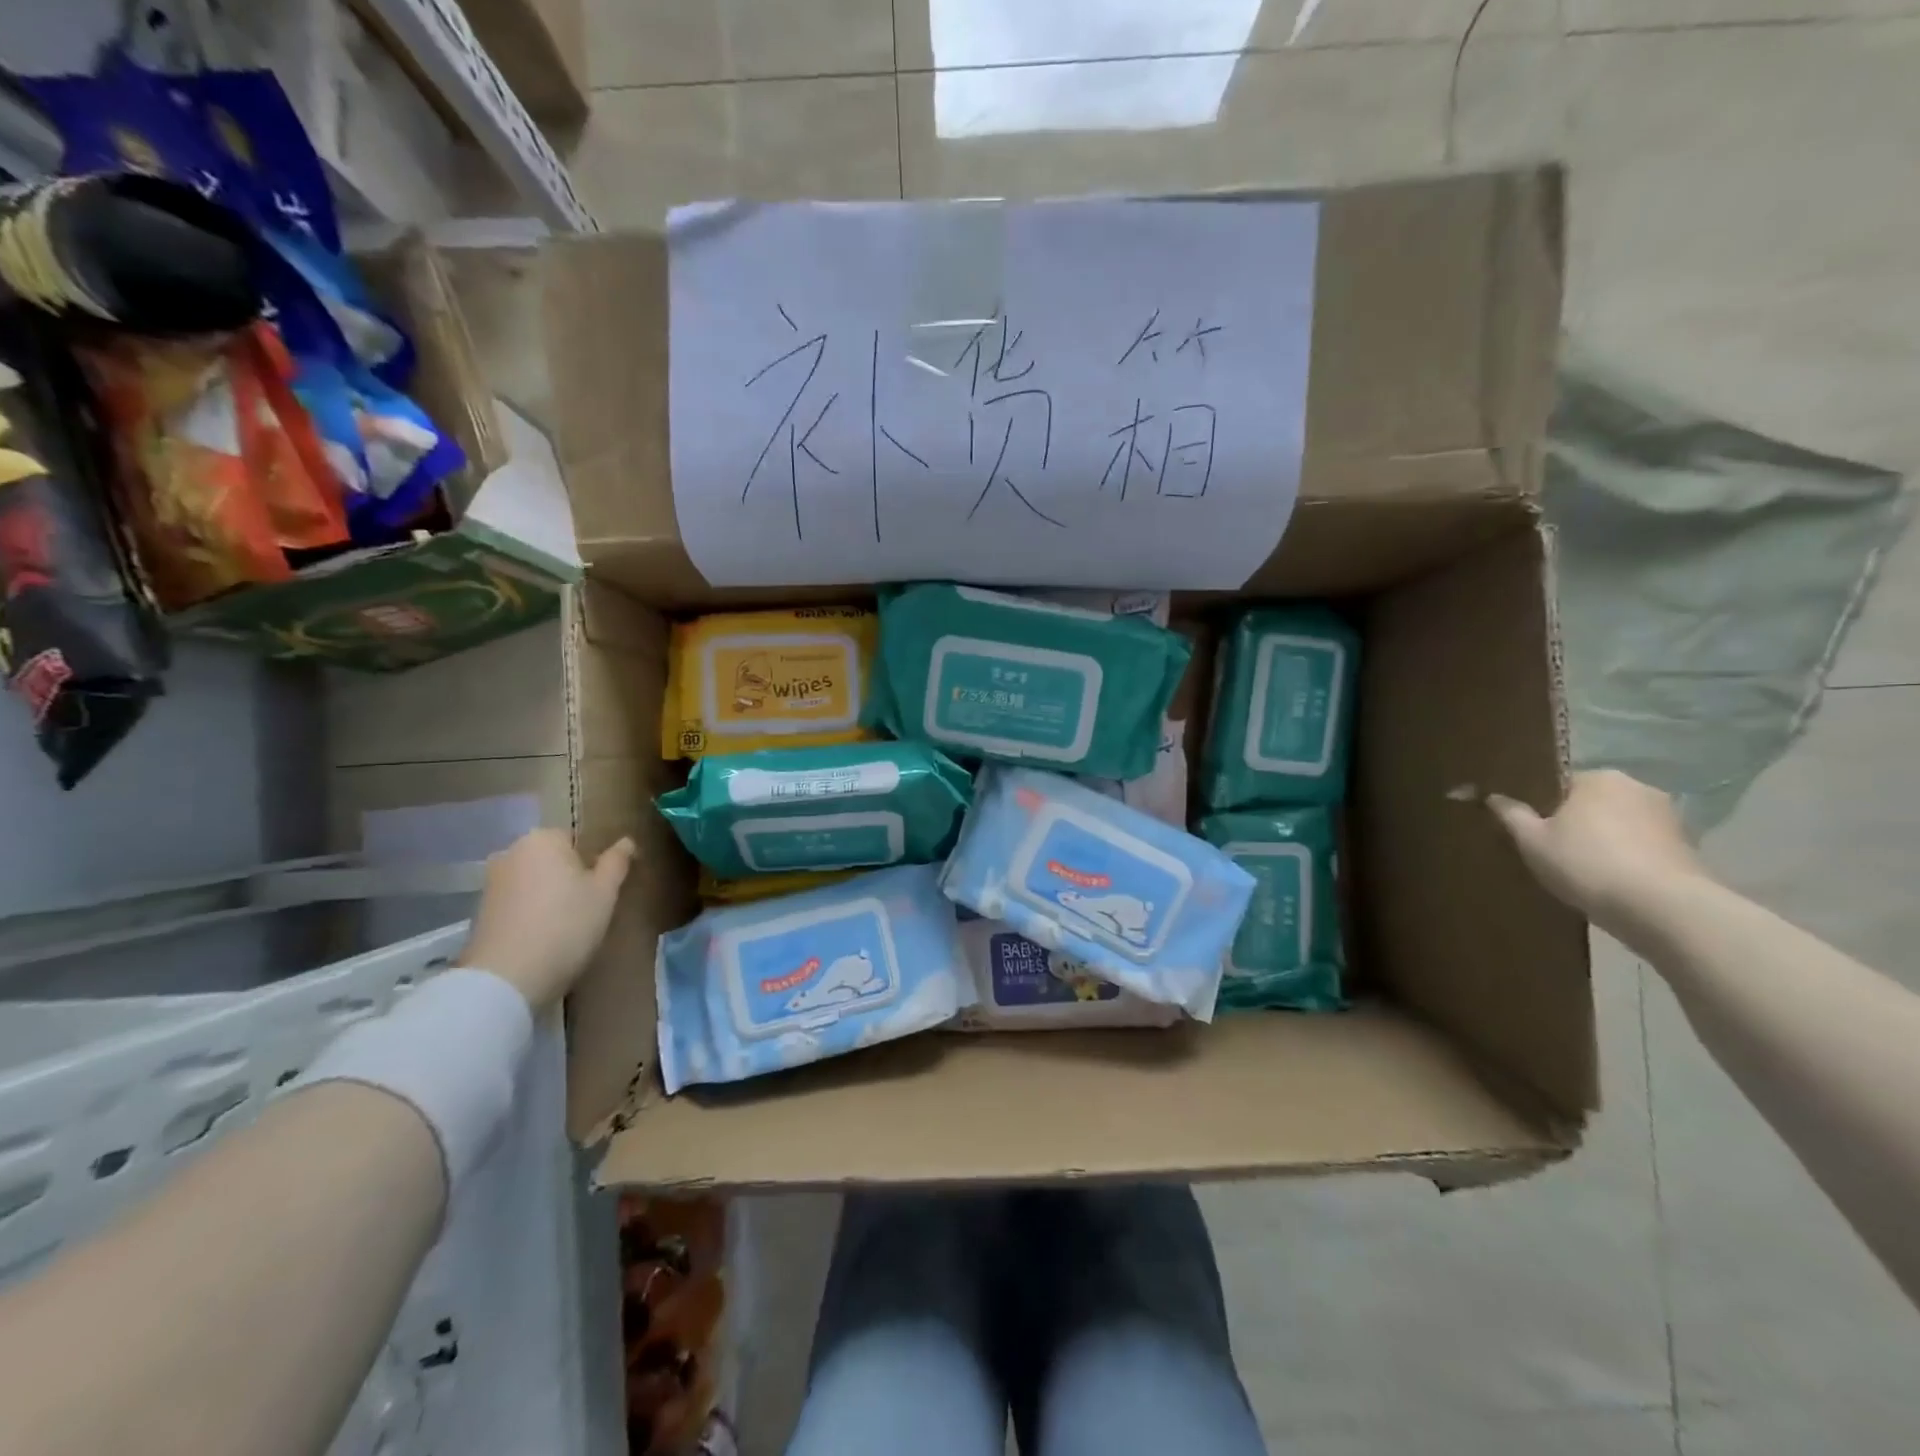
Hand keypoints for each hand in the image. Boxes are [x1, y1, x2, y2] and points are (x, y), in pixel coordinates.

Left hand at [459, 830, 633, 1010]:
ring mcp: (490, 882)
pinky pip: (516, 902)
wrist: (508, 978)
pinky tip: (541, 937)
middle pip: (551, 859)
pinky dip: (529, 913)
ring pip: (533, 881)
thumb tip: (626, 841)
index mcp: (543, 838)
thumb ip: (616, 862)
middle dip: (567, 877)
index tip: (601, 888)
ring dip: (548, 896)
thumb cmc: (566, 924)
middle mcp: (511, 852)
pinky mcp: (479, 911)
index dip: (592, 862)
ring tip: (565, 926)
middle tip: (587, 907)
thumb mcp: (605, 892)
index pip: (575, 839)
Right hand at [1487, 770, 1709, 928]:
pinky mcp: (1688, 848)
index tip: (1530, 828)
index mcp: (1598, 778)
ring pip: (1620, 825)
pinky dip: (1628, 859)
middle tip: (1552, 849)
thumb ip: (1511, 815)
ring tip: (1583, 870)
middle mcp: (1638, 788)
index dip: (1542, 805)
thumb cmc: (1586, 863)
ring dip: (1604, 841)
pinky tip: (1612, 882)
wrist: (1662, 908)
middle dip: (1576, 822)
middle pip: (1593, 802)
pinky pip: (1643, 847)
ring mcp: (1669, 818)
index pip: (1561, 783)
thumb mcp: (1532, 841)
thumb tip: (1493, 797)